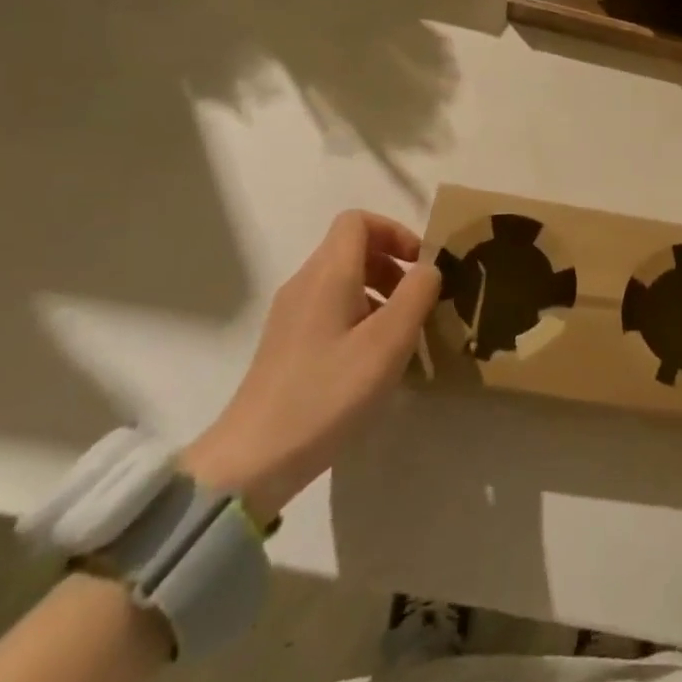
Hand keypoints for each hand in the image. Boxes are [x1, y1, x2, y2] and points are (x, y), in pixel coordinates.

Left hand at [182, 211, 439, 520]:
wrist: (254, 460)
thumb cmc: (328, 393)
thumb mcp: (389, 342)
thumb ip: (417, 294)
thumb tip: (428, 268)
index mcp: (327, 275)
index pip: (357, 220)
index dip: (395, 232)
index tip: (420, 265)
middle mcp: (305, 284)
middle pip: (352, 248)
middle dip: (392, 264)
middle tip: (418, 301)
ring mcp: (291, 315)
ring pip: (343, 280)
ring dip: (380, 292)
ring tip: (402, 333)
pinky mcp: (287, 344)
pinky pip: (331, 308)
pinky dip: (361, 316)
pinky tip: (373, 359)